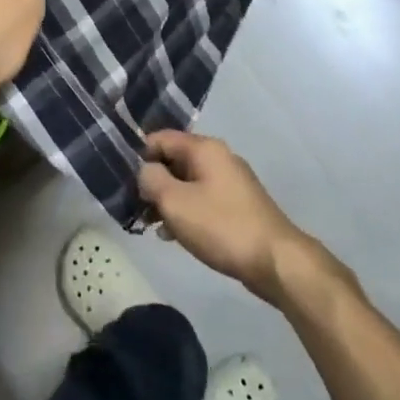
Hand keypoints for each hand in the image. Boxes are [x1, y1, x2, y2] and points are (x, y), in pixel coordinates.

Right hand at [140, 130, 320, 304]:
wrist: (274, 261)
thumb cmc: (221, 226)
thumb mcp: (175, 202)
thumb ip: (151, 180)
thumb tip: (146, 171)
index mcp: (204, 149)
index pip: (161, 138)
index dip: (139, 156)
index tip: (124, 181)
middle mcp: (219, 158)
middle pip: (174, 160)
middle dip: (153, 182)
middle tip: (135, 207)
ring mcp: (230, 182)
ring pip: (187, 183)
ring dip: (167, 201)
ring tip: (151, 225)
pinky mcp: (237, 206)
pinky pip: (202, 200)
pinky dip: (186, 212)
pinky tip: (174, 236)